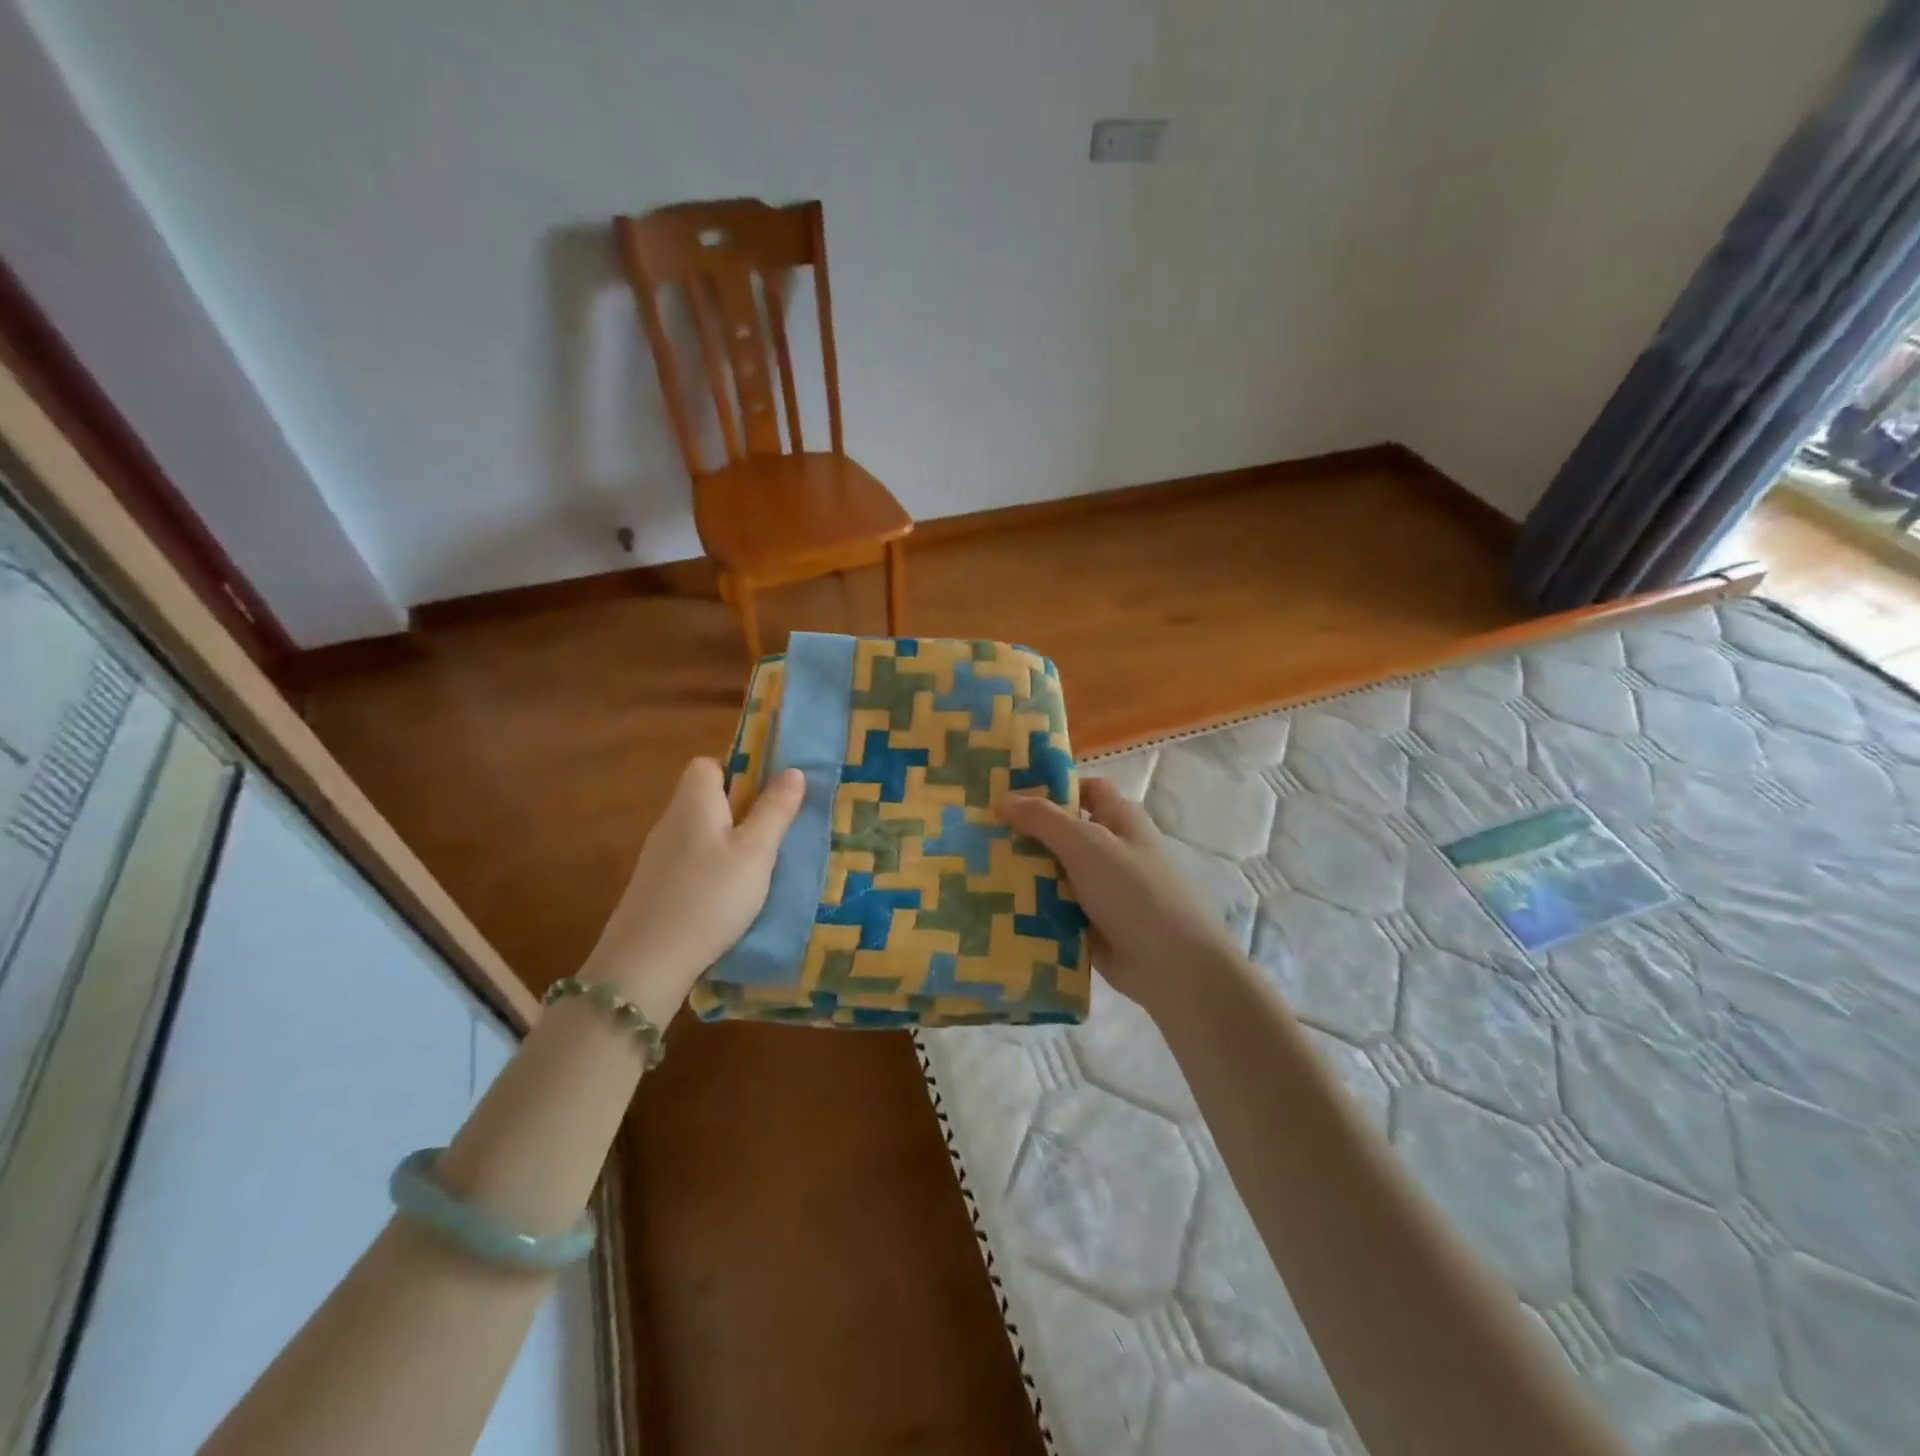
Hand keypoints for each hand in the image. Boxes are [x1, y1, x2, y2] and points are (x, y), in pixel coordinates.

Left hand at [579, 758, 805, 1022]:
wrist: (647, 962)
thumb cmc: (710, 895)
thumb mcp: (756, 851)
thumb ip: (775, 809)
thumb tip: (793, 770)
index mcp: (693, 801)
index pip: (708, 764)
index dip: (738, 772)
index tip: (768, 796)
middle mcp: (671, 821)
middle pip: (706, 800)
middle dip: (741, 811)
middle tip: (776, 835)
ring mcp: (658, 857)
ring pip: (701, 834)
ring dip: (730, 845)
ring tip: (761, 869)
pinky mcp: (656, 888)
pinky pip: (692, 863)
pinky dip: (713, 871)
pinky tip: (732, 898)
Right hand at [997, 778, 1243, 1016]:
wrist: (1170, 965)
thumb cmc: (1133, 890)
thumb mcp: (1086, 843)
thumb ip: (1042, 819)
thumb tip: (1002, 799)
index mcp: (1118, 819)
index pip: (1083, 790)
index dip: (1050, 788)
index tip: (1008, 795)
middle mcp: (1110, 849)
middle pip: (1061, 832)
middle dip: (1024, 834)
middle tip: (977, 834)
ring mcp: (1100, 888)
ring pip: (1053, 872)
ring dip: (1022, 873)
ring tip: (974, 869)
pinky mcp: (1089, 922)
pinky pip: (1053, 907)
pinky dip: (1030, 907)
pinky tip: (994, 906)